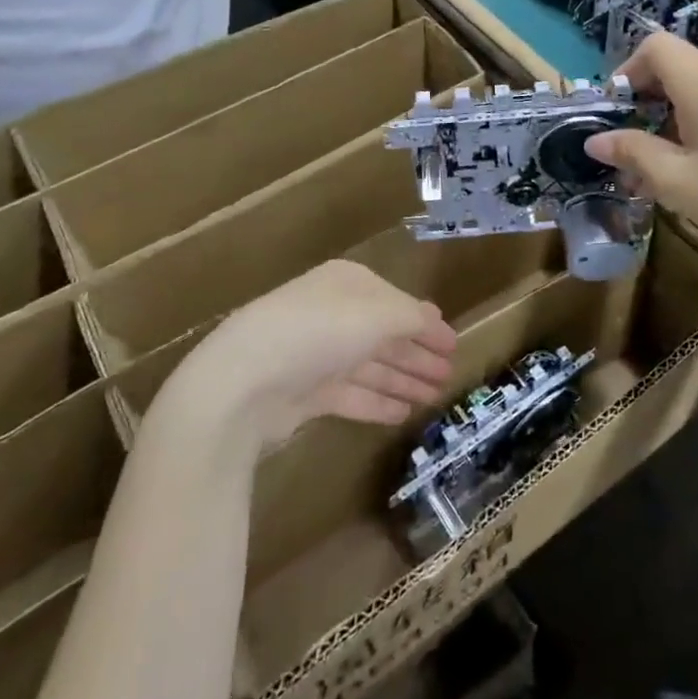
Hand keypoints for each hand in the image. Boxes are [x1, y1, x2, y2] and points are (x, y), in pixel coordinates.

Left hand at [166, 260, 456, 448]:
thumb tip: (435, 320)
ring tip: (434, 398)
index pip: (397, 303)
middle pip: (385, 335)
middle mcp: (333, 315)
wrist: (244, 382)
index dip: (427, 324)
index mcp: (348, 285)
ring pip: (371, 367)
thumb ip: (413, 318)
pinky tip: (403, 414)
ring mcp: (317, 355)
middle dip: (418, 355)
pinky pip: (351, 395)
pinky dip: (377, 402)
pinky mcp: (304, 393)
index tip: (453, 344)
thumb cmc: (320, 332)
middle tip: (449, 375)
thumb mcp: (378, 314)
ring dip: (403, 380)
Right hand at [585, 32, 697, 279]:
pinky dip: (695, 125)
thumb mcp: (676, 181)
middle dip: (644, 102)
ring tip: (653, 169)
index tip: (614, 112)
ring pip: (696, 89)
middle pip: (675, 68)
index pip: (655, 47)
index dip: (627, 71)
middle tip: (627, 148)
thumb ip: (633, 153)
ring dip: (668, 119)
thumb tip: (595, 140)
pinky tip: (690, 169)